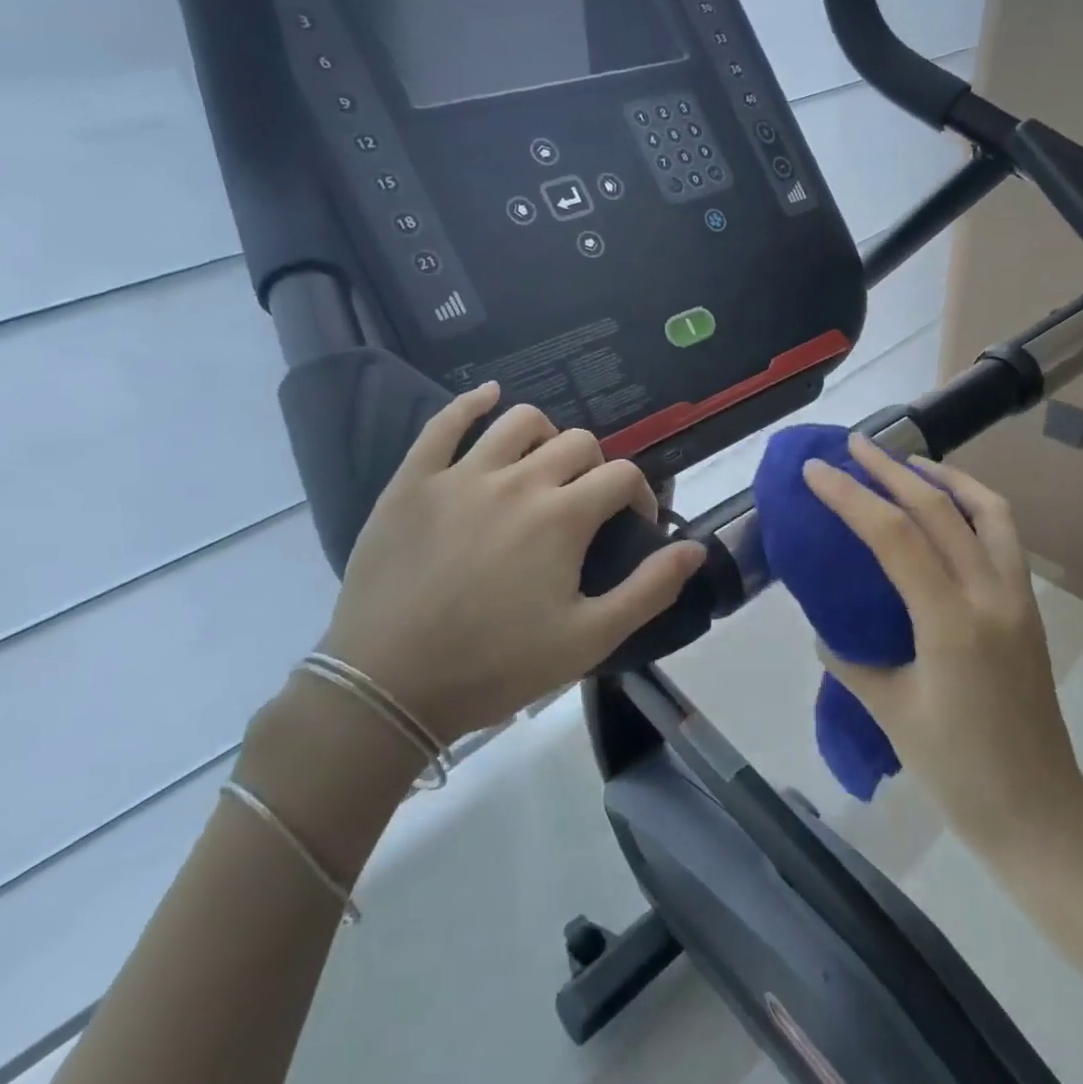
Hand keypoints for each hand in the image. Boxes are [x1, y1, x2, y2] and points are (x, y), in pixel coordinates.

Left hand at [316, 383, 707, 743]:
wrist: (388, 687)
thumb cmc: (496, 665)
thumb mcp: (589, 639)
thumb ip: (649, 590)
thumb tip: (694, 548)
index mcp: (563, 517)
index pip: (622, 476)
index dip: (639, 496)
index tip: (632, 526)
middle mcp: (518, 481)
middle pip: (578, 442)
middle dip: (597, 468)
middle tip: (586, 506)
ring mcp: (461, 475)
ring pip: (519, 420)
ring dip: (546, 435)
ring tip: (543, 465)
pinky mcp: (413, 481)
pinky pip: (445, 422)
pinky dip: (472, 402)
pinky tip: (488, 396)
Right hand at [802, 437, 1082, 852]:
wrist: (1041, 813)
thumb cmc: (960, 773)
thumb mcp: (891, 715)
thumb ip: (852, 661)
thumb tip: (826, 630)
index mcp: (952, 623)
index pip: (895, 537)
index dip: (851, 497)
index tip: (817, 471)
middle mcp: (991, 595)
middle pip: (940, 508)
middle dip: (891, 470)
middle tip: (854, 445)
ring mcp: (1018, 598)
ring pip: (988, 510)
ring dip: (944, 477)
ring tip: (907, 464)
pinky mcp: (1029, 608)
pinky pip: (1004, 537)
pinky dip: (973, 506)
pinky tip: (947, 512)